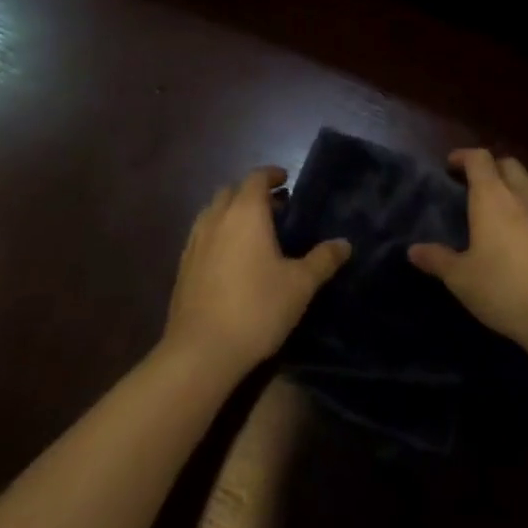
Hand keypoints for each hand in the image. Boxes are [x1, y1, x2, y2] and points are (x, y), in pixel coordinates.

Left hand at [162, 167, 350, 381]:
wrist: (200, 352)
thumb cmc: (256, 308)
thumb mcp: (300, 285)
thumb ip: (323, 260)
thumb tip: (344, 243)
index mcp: (245, 212)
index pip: (256, 177)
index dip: (272, 175)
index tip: (286, 180)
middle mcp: (217, 218)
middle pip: (232, 191)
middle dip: (252, 194)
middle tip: (275, 210)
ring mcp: (195, 242)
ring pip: (213, 212)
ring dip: (232, 213)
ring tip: (253, 233)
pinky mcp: (182, 266)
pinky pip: (202, 236)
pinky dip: (218, 234)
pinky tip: (231, 260)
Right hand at [408, 149, 527, 354]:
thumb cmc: (504, 289)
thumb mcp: (462, 279)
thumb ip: (437, 260)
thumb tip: (413, 250)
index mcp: (492, 196)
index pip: (479, 159)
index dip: (464, 156)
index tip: (451, 165)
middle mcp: (522, 193)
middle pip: (508, 163)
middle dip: (491, 167)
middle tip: (477, 184)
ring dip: (518, 180)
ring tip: (507, 199)